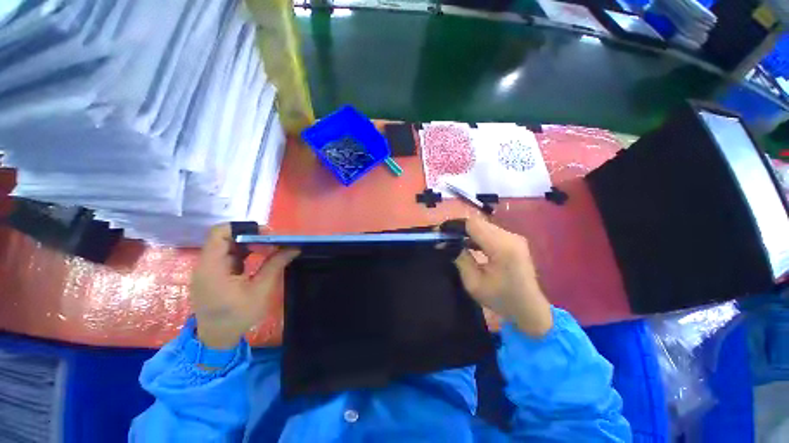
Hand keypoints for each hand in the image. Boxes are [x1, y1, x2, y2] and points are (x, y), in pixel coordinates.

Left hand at [190, 225, 299, 348]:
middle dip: (252, 236)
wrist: (217, 338)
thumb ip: (275, 265)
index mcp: (212, 266)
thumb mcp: (260, 290)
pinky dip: (245, 253)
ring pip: (228, 245)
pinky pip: (229, 255)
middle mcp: (206, 263)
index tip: (266, 234)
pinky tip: (259, 258)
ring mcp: (209, 268)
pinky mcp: (214, 274)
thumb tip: (294, 248)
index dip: (243, 228)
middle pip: (226, 237)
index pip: (220, 233)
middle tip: (274, 242)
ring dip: (250, 244)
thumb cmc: (237, 316)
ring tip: (270, 249)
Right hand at [454, 218, 552, 336]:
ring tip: (453, 240)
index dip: (454, 225)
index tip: (440, 232)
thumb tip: (448, 243)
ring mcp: (514, 237)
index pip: (473, 224)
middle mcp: (510, 237)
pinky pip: (490, 231)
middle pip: (478, 222)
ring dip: (467, 231)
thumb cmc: (501, 299)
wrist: (529, 309)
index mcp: (502, 248)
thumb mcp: (474, 283)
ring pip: (484, 225)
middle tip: (445, 237)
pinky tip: (468, 244)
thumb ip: (461, 259)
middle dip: (459, 228)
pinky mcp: (514, 241)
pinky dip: (477, 235)